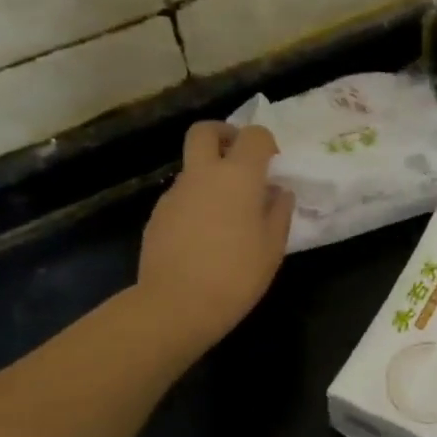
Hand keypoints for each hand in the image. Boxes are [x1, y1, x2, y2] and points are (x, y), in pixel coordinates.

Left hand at [138, 121, 294, 352]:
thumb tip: (279, 192)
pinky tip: (204, 238)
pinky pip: (181, 197)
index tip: (273, 167)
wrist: (176, 305)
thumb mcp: (272, 247)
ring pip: (192, 167)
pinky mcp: (157, 215)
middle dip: (224, 135)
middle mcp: (203, 174)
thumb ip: (279, 212)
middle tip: (239, 160)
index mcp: (238, 176)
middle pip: (205, 131)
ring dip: (210, 176)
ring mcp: (175, 193)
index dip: (266, 144)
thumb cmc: (236, 275)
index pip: (254, 135)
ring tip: (227, 215)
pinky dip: (195, 204)